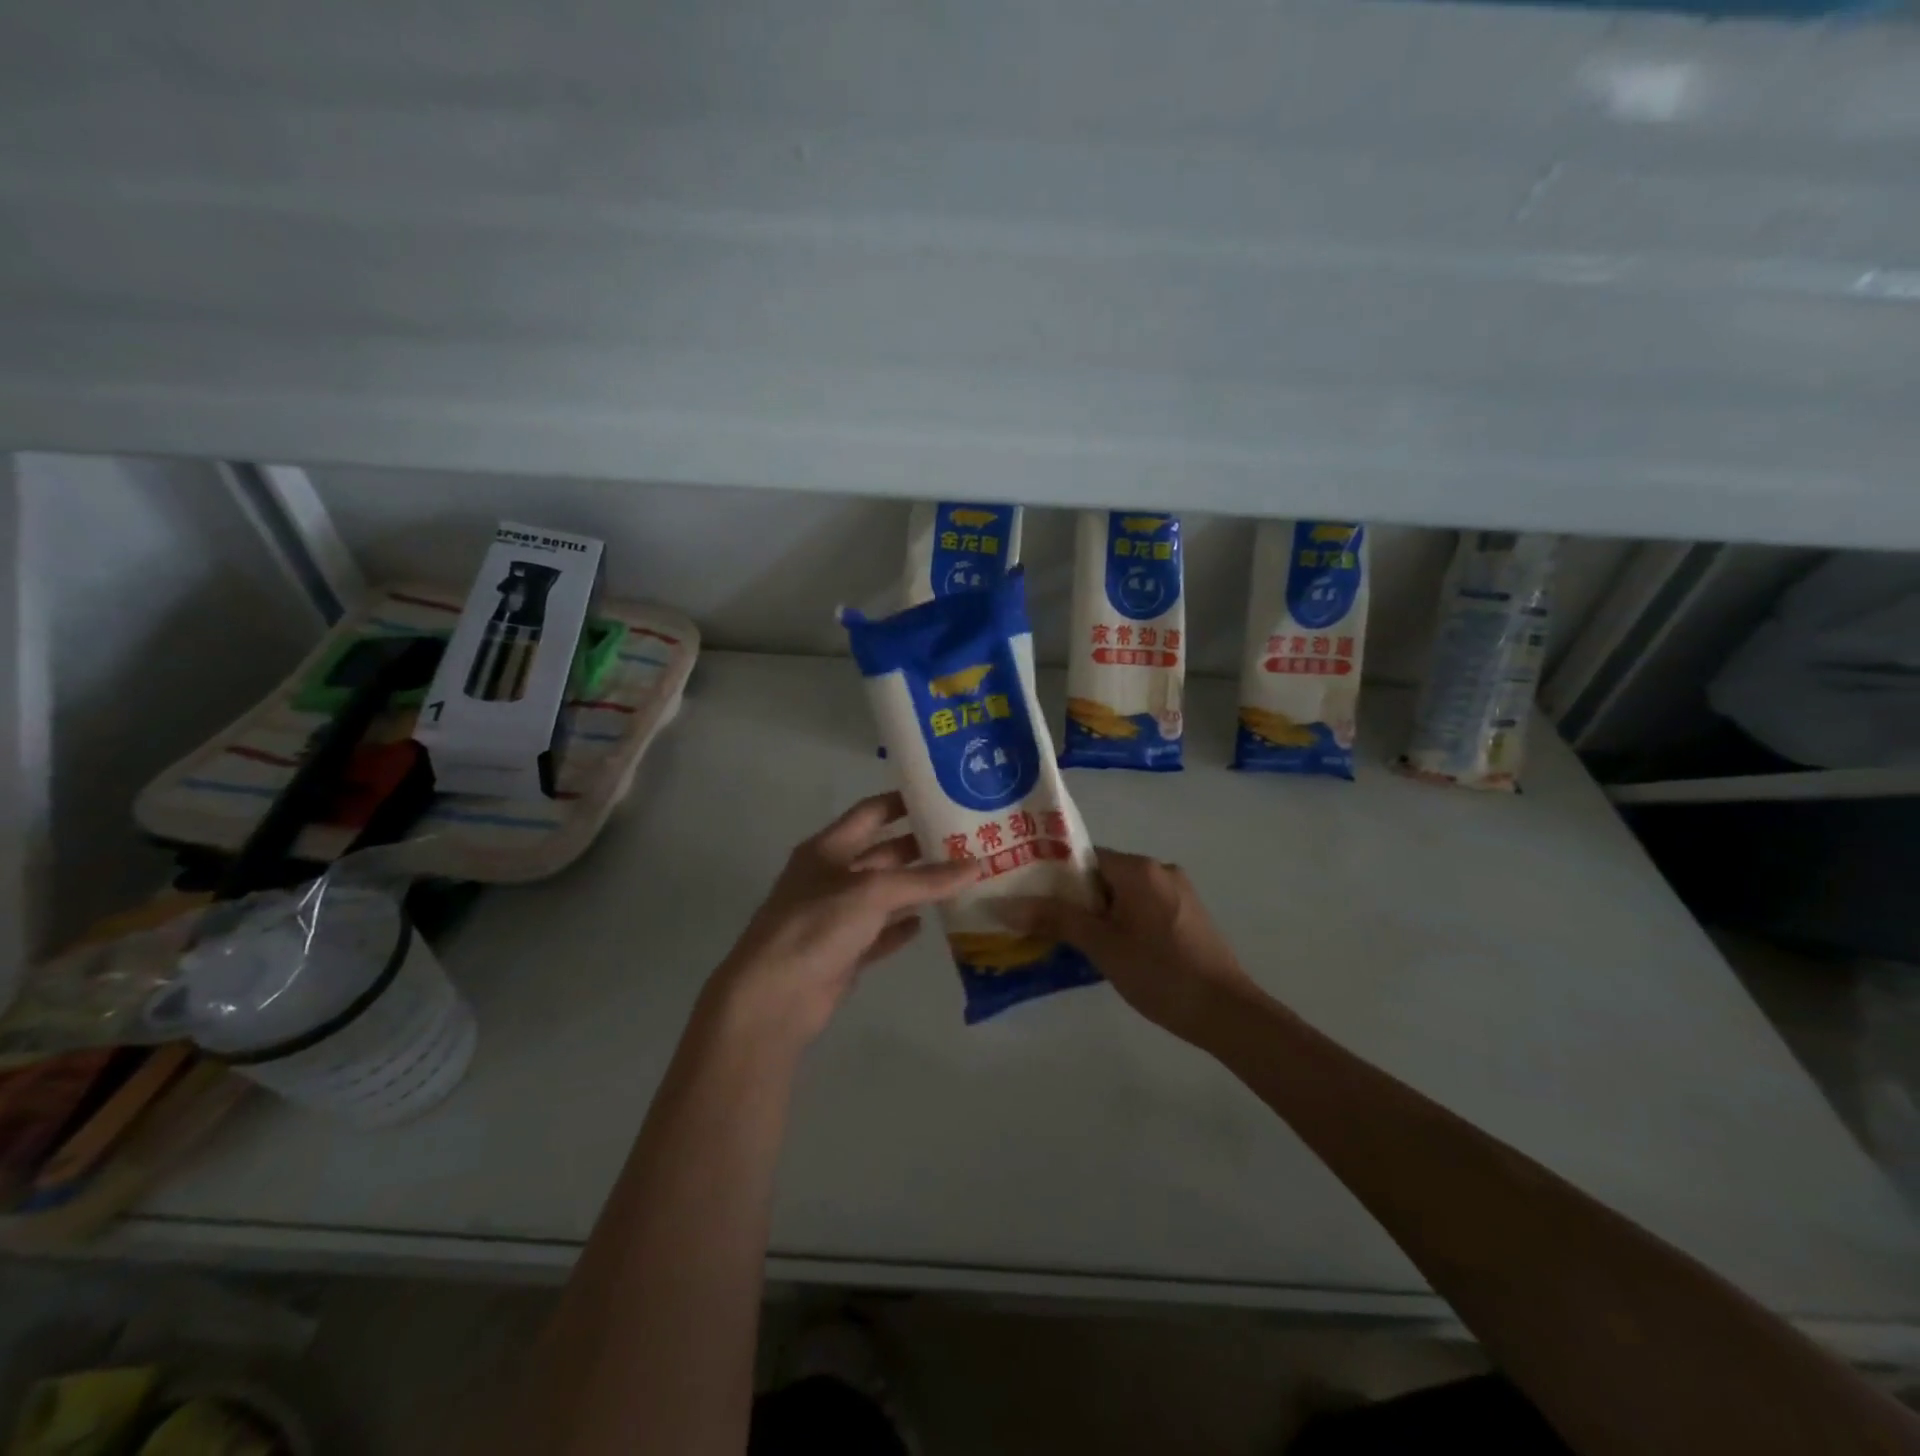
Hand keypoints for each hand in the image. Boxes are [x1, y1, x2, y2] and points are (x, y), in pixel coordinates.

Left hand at [710, 792, 978, 1046]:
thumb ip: (925, 879)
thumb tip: (977, 865)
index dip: (902, 802)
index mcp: (828, 849)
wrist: (773, 999)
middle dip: (920, 847)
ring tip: (961, 880)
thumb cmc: (817, 927)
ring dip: (917, 888)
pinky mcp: (843, 953)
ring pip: (884, 895)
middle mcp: (831, 877)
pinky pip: (879, 933)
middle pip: (882, 854)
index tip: (941, 795)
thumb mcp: (873, 892)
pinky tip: (927, 924)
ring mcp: (836, 917)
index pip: (870, 813)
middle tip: (966, 842)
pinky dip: (901, 928)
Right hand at [998, 849, 1261, 1043]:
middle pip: (1104, 875)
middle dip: (1076, 899)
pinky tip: (1113, 951)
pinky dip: (1123, 922)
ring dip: (1100, 914)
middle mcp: (1160, 870)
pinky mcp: (1189, 915)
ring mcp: (1179, 893)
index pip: (1085, 858)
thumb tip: (1006, 905)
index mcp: (1139, 868)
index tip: (1033, 898)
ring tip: (1074, 942)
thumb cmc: (1159, 972)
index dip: (1056, 876)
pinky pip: (1144, 908)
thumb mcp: (1101, 945)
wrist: (1226, 1012)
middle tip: (1047, 924)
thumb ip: (1055, 919)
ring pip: (1124, 894)